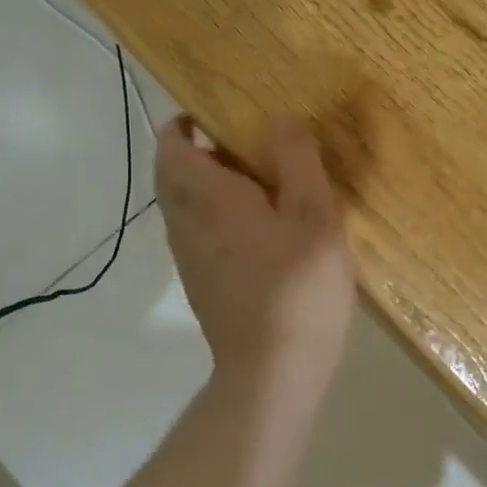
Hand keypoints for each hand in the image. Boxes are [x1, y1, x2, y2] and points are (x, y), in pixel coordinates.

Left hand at [156, 115, 356, 396]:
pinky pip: (199, 233)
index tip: (218, 115)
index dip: (185, 124)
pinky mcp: (203, 284)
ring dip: (210, 186)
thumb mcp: (314, 215)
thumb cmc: (298, 286)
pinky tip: (264, 230)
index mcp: (207, 198)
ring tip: (262, 183)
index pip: (171, 146)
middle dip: (200, 153)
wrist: (274, 371)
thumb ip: (296, 161)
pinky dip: (218, 216)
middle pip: (173, 175)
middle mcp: (186, 224)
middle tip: (248, 146)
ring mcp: (190, 258)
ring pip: (185, 206)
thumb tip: (279, 119)